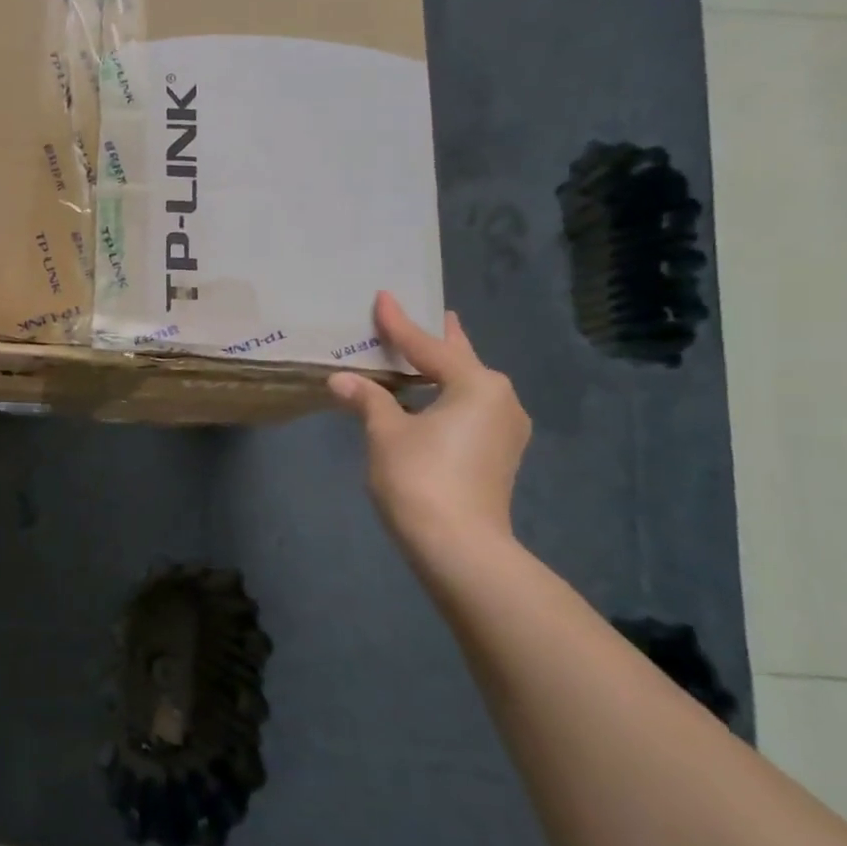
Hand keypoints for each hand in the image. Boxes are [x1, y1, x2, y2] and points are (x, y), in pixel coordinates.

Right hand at [327, 292, 530, 558]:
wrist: (459, 547)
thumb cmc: (420, 478)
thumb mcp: (386, 432)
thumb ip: (367, 399)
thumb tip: (342, 379)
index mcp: (477, 384)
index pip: (427, 346)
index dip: (399, 324)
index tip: (383, 297)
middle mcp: (500, 400)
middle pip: (461, 361)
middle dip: (441, 341)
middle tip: (432, 315)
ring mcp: (504, 430)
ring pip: (468, 387)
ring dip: (445, 372)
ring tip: (428, 356)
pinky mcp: (498, 455)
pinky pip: (470, 410)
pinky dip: (448, 396)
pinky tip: (432, 400)